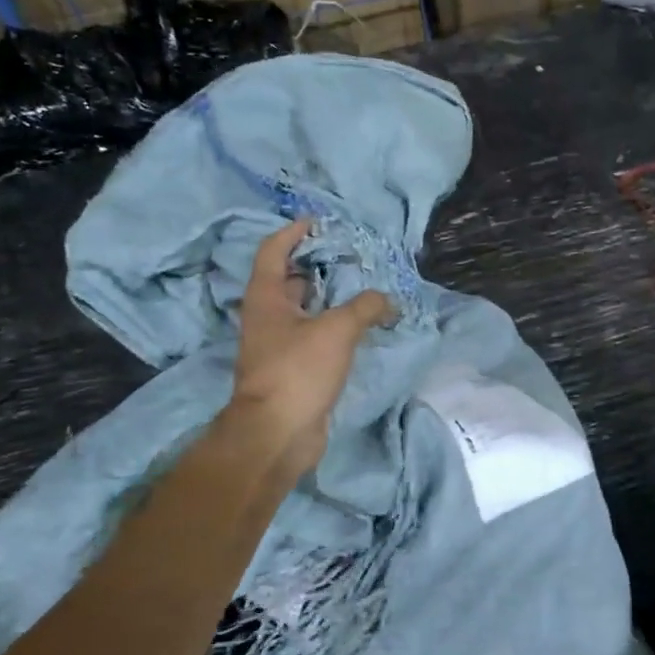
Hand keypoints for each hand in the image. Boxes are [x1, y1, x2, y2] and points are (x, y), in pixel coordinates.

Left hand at [217, 219, 393, 478]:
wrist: (278, 432)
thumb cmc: (299, 371)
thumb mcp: (337, 330)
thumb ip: (365, 307)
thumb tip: (388, 300)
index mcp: (266, 298)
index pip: (273, 251)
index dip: (293, 233)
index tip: (318, 223)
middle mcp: (267, 317)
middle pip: (288, 280)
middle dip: (315, 265)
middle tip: (349, 256)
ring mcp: (278, 345)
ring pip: (303, 310)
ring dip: (327, 298)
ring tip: (361, 288)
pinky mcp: (293, 369)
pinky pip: (314, 336)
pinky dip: (333, 326)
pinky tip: (358, 327)